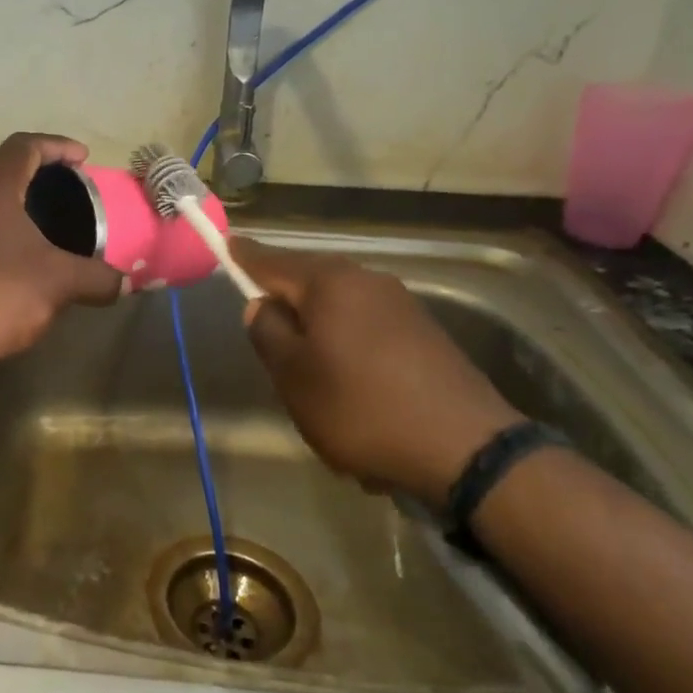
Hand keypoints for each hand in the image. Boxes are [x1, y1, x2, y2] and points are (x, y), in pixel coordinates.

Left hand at [0, 133, 122, 379]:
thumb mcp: (61, 283)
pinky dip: (0, 231)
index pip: (23, 147)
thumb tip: (126, 284)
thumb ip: (98, 278)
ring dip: (17, 206)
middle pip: (3, 172)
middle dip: (38, 176)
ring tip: (47, 225)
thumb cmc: (2, 296)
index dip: (56, 146)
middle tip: (69, 192)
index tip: (82, 159)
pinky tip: (19, 259)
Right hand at [232, 238, 523, 507]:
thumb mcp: (294, 377)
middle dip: (285, 300)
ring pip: (340, 309)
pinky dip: (349, 349)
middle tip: (264, 331)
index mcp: (330, 283)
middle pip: (310, 282)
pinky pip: (368, 330)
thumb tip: (262, 305)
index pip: (272, 260)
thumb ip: (268, 333)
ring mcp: (402, 305)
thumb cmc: (361, 408)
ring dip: (319, 331)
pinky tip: (352, 389)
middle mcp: (367, 281)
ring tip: (310, 374)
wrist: (466, 448)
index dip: (245, 257)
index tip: (226, 244)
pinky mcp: (425, 333)